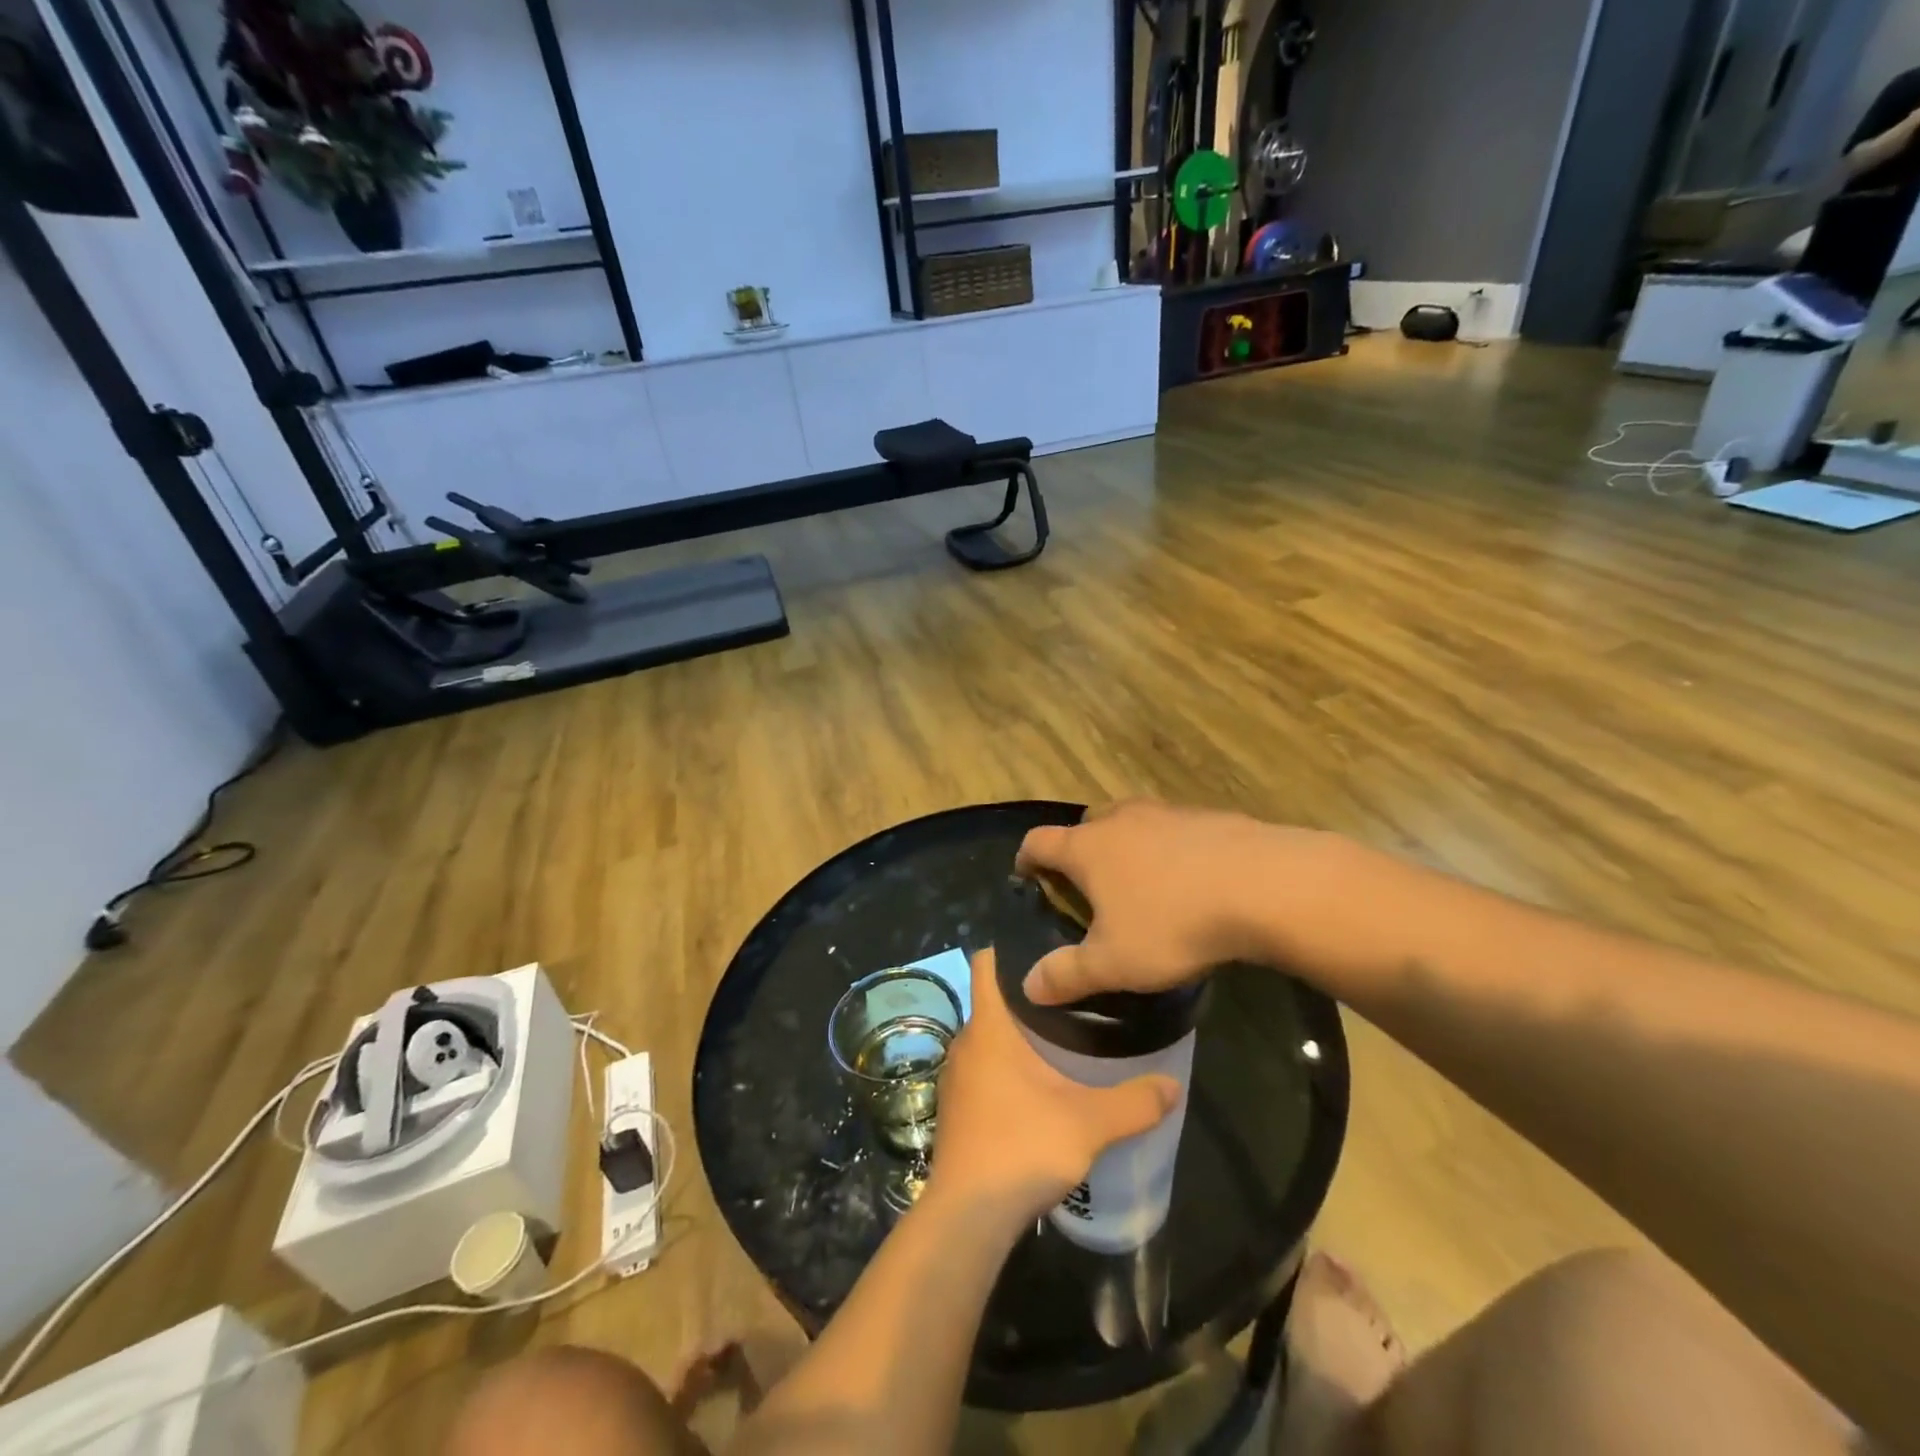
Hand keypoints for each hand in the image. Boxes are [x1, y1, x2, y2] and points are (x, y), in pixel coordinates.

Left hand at [929, 949, 1179, 1222]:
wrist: (968, 1217)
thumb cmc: (1021, 1147)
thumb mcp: (1088, 1123)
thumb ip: (1133, 1102)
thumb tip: (1173, 1085)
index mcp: (989, 1027)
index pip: (985, 963)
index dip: (1008, 947)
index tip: (1046, 946)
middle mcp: (966, 1042)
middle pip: (994, 1000)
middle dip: (1029, 994)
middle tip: (1074, 993)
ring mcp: (957, 1076)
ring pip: (989, 1037)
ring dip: (1019, 1034)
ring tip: (1064, 1035)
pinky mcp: (957, 1107)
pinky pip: (984, 1067)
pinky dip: (1008, 1065)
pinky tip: (1039, 1084)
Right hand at [1015, 799, 1335, 1004]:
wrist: (1262, 887)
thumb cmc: (1173, 924)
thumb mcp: (1114, 962)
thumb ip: (1067, 974)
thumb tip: (1027, 987)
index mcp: (1088, 848)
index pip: (1039, 841)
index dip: (1026, 858)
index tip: (1025, 874)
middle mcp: (1121, 820)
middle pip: (1086, 823)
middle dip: (1079, 847)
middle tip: (1087, 882)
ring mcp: (1166, 812)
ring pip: (1131, 820)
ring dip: (1125, 843)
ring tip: (1138, 879)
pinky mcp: (1207, 816)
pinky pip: (1173, 828)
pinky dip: (1168, 846)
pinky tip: (1188, 877)